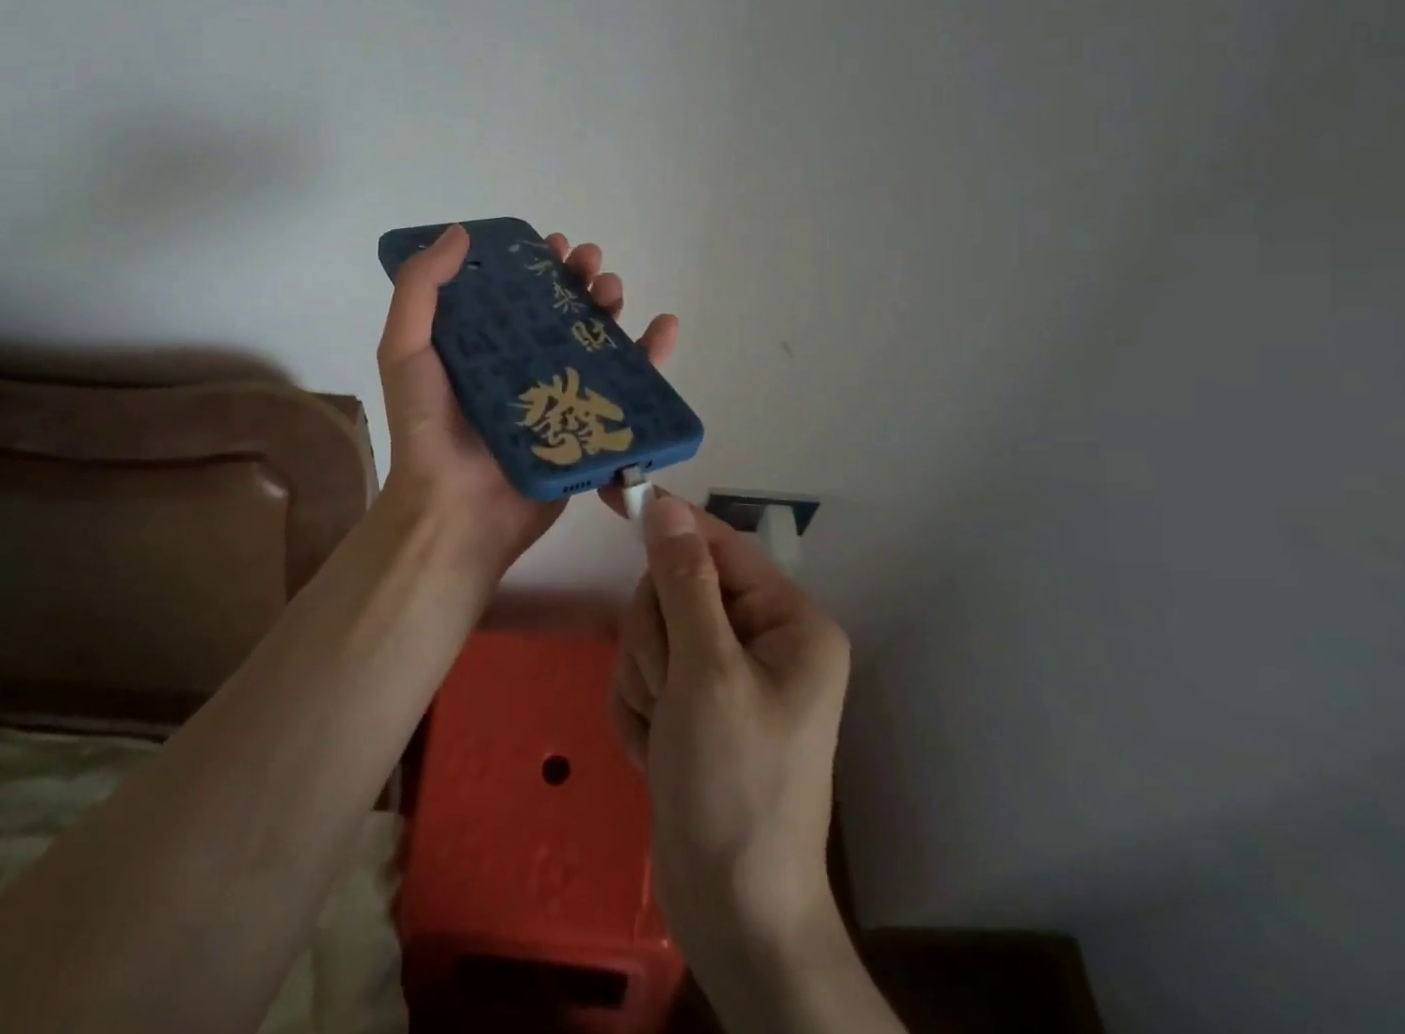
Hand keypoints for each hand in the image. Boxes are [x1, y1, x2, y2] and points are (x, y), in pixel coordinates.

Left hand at [377, 224, 676, 574]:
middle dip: (580, 278)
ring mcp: (558, 395)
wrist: (454, 510)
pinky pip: (627, 386)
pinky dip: (652, 356)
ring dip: (611, 307)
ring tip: (614, 289)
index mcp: (483, 344)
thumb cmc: (426, 426)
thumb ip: (421, 289)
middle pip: (562, 310)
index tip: (552, 244)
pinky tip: (665, 327)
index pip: (517, 291)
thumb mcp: (405, 349)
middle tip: (590, 263)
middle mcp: (522, 364)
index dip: (536, 263)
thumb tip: (459, 232)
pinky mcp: (587, 426)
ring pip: (596, 340)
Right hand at [613, 496, 851, 975]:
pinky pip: (645, 674)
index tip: (616, 491)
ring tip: (667, 732)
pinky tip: (659, 752)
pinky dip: (640, 710)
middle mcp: (761, 639)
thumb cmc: (733, 786)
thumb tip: (666, 505)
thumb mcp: (707, 673)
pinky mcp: (694, 706)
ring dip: (645, 681)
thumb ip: (684, 581)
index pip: (716, 545)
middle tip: (671, 692)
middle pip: (674, 590)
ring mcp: (724, 675)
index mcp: (788, 622)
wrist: (732, 914)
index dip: (668, 525)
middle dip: (656, 641)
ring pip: (651, 633)